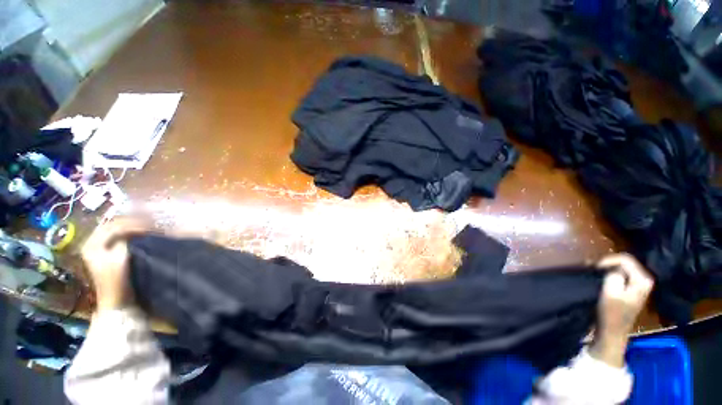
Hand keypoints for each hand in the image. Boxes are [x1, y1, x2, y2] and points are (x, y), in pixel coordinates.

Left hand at [81, 218, 148, 311]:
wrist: (117, 301)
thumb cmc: (117, 281)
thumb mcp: (120, 259)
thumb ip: (124, 241)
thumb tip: (136, 229)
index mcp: (92, 245)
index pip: (114, 226)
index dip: (133, 223)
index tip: (151, 225)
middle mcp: (92, 243)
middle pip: (113, 225)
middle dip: (132, 222)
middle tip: (151, 223)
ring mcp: (98, 249)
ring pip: (116, 230)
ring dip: (132, 227)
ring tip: (148, 226)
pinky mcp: (106, 253)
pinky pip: (118, 237)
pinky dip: (130, 233)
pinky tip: (141, 233)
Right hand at [590, 253, 653, 367]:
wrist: (612, 332)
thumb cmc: (612, 313)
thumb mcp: (611, 292)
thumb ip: (614, 275)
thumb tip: (612, 268)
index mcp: (643, 280)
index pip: (626, 259)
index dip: (608, 260)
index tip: (594, 267)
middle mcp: (644, 279)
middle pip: (625, 262)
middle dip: (607, 264)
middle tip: (591, 269)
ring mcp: (638, 285)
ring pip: (621, 268)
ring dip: (606, 269)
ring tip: (593, 272)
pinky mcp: (630, 289)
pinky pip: (620, 274)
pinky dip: (608, 274)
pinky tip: (599, 277)